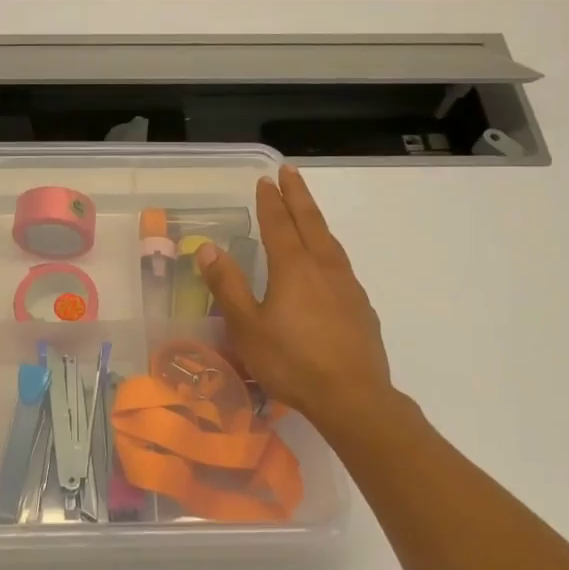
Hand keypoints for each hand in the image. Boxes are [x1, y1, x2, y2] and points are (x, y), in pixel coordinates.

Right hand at [194, 165, 395, 438]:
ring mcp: (347, 286)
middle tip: (290, 172)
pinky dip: (328, 248)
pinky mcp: (360, 307)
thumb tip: (208, 248)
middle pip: (310, 222)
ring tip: (306, 211)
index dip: (271, 200)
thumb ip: (227, 285)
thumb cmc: (291, 362)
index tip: (267, 179)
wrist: (352, 396)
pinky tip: (326, 263)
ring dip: (315, 220)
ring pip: (329, 241)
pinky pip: (340, 264)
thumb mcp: (247, 327)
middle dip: (298, 195)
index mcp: (293, 267)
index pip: (279, 223)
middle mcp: (323, 267)